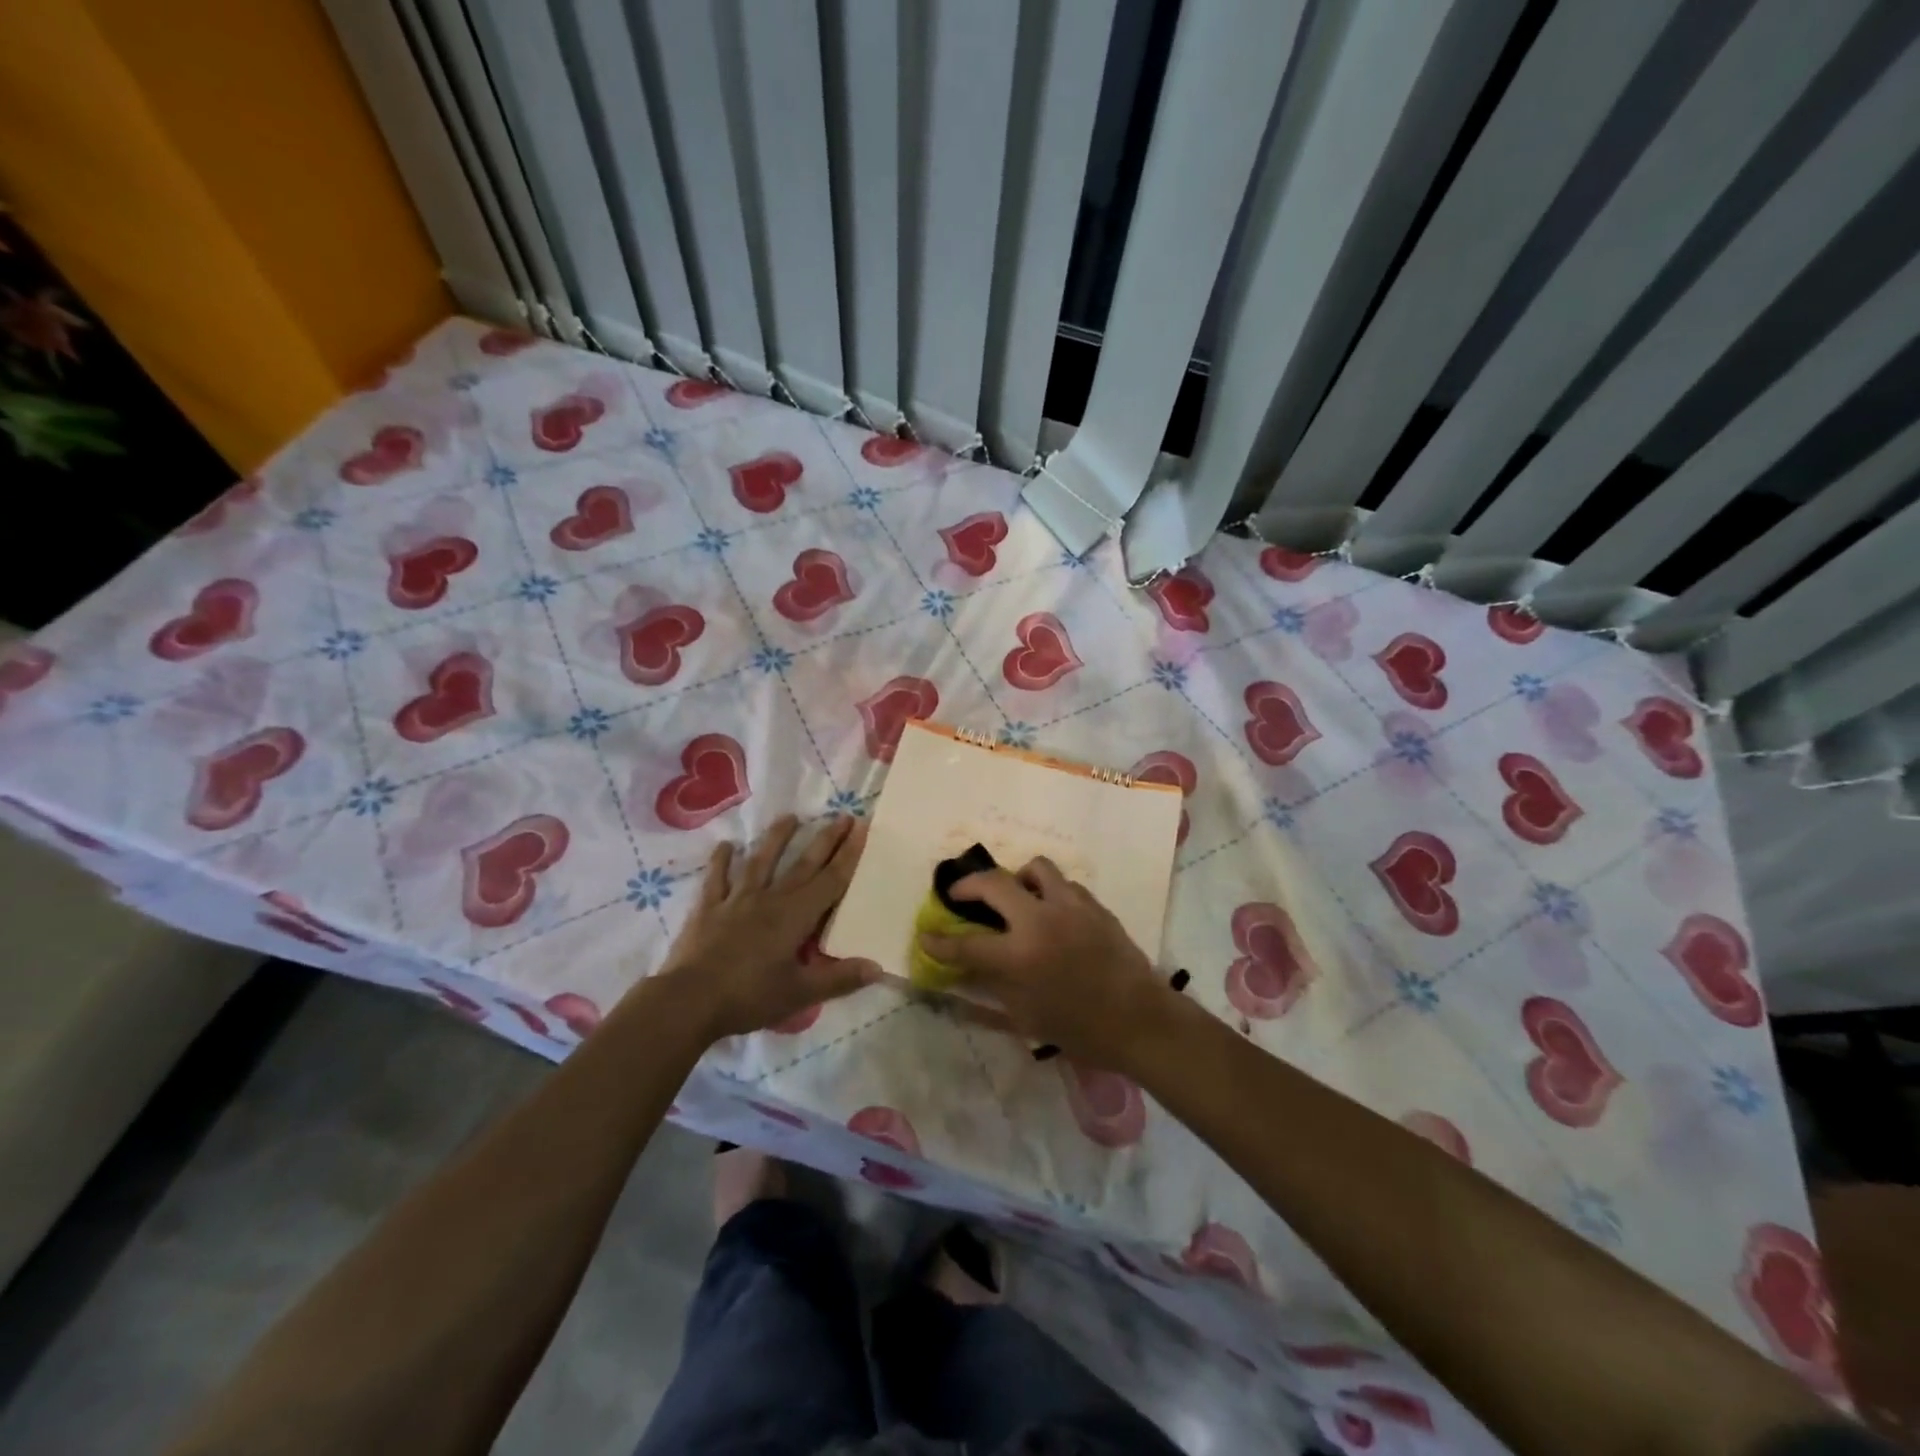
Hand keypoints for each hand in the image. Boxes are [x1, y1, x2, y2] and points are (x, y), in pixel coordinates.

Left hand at [659, 816, 878, 1039]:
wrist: (688, 1000)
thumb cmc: (749, 997)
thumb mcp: (800, 994)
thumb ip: (840, 979)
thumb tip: (878, 967)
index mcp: (796, 916)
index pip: (831, 880)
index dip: (849, 854)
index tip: (862, 828)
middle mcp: (770, 899)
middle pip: (803, 864)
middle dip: (825, 839)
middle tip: (842, 816)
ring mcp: (737, 900)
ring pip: (761, 861)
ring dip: (777, 838)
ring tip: (790, 817)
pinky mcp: (709, 908)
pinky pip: (717, 879)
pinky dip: (721, 861)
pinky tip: (725, 845)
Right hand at [918, 856, 1171, 1066]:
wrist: (1140, 1020)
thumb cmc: (1080, 1030)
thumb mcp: (1026, 1017)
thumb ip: (993, 987)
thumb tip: (967, 969)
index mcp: (1019, 957)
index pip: (966, 945)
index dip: (939, 942)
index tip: (925, 936)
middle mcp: (1040, 922)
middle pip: (993, 883)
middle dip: (968, 885)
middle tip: (960, 895)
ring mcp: (1070, 907)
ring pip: (1034, 868)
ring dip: (1016, 879)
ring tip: (1015, 896)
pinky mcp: (1094, 905)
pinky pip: (1064, 884)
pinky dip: (1049, 892)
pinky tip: (1052, 912)